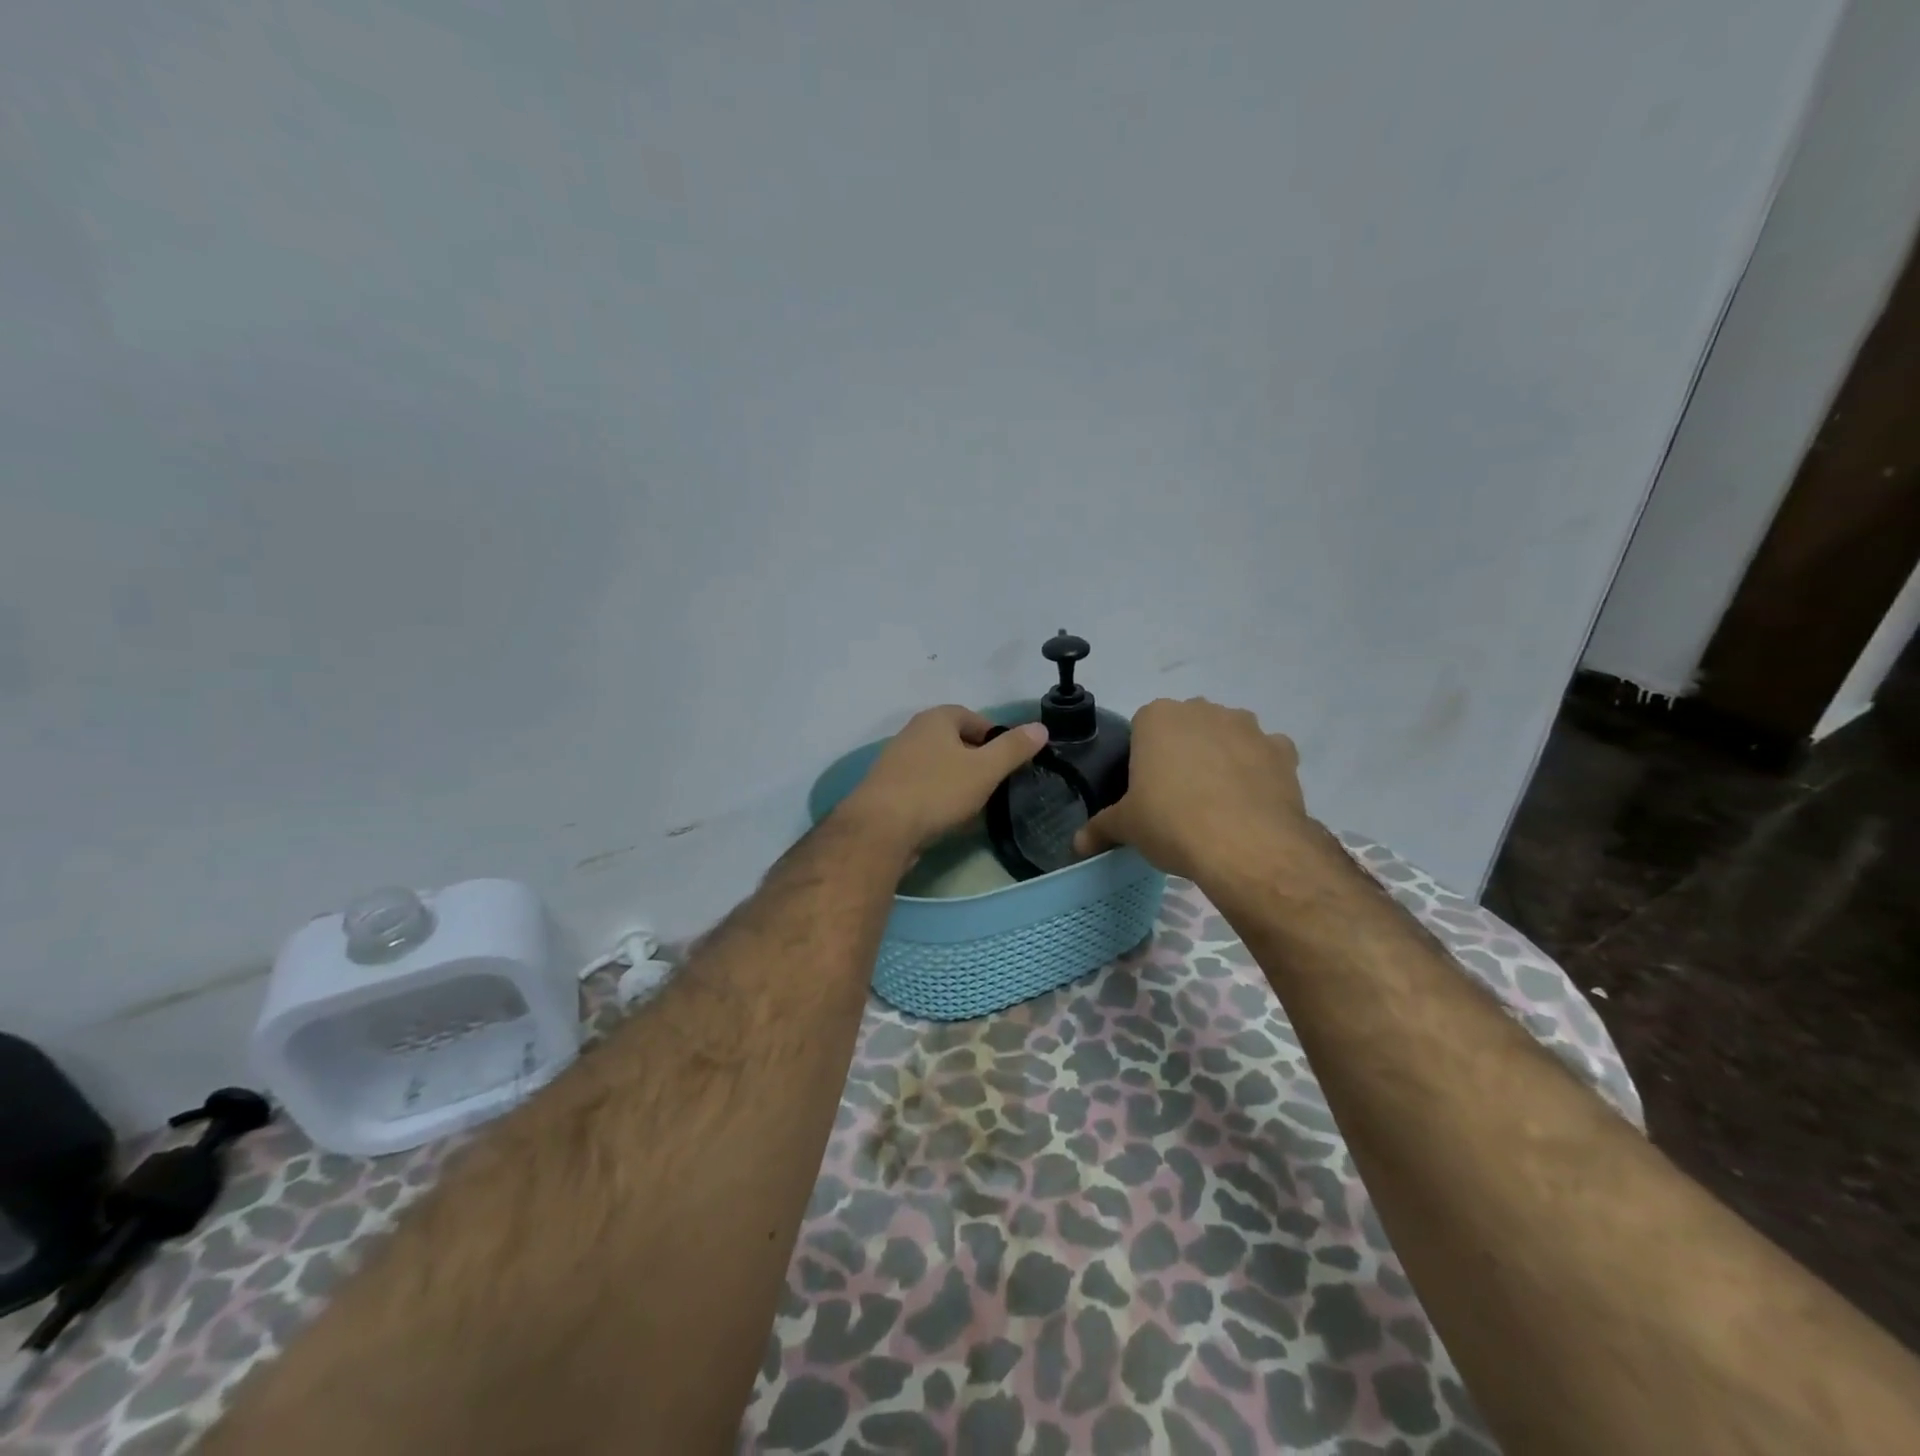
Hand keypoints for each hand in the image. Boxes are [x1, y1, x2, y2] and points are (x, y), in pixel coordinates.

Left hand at [839, 706, 1048, 853]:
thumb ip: (1013, 749)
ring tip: (975, 804)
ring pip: (938, 765)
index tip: (1010, 762)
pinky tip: (947, 818)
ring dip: (957, 780)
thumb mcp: (985, 770)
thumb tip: (1040, 727)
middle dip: (977, 760)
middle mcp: (912, 732)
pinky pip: (921, 786)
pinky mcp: (886, 789)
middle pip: (955, 741)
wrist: (880, 829)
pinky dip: (937, 796)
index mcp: (935, 718)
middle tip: (996, 784)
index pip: (974, 718)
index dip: (996, 737)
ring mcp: (895, 761)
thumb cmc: (937, 791)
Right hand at [1072, 697, 1310, 880]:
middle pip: (1187, 727)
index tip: (1145, 789)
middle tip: (1177, 797)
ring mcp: (1247, 727)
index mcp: (1158, 717)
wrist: (1247, 846)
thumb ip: (1100, 829)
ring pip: (1228, 737)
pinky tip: (1251, 803)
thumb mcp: (1126, 827)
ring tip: (1217, 803)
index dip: (1144, 758)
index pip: (1143, 728)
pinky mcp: (1282, 750)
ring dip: (1222, 758)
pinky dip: (1259, 772)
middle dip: (1183, 753)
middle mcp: (1203, 711)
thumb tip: (1077, 845)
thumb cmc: (1172, 823)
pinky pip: (1265, 755)